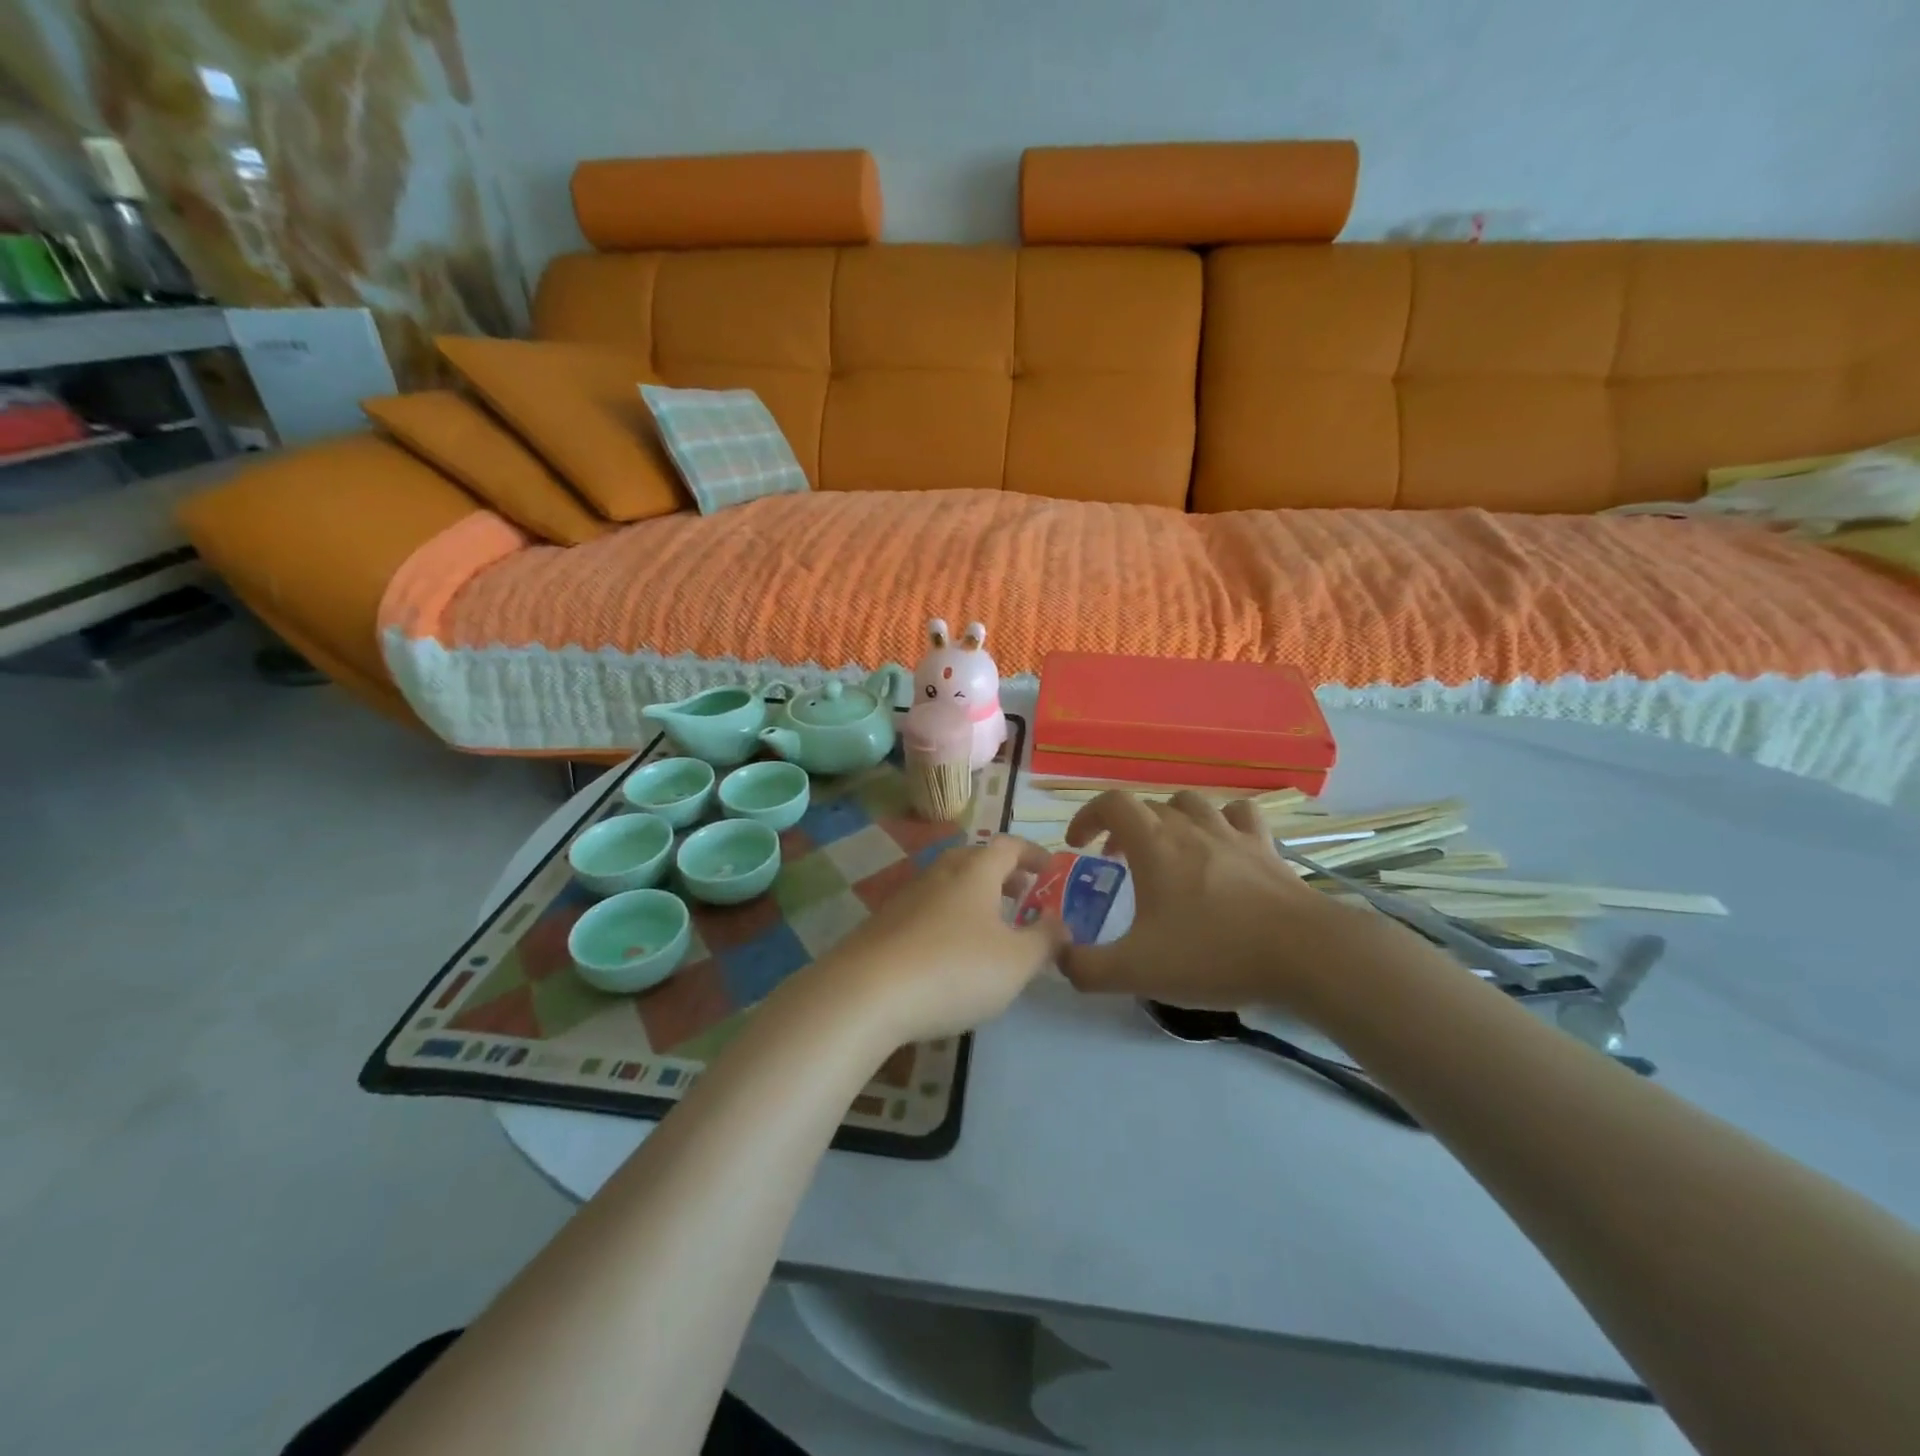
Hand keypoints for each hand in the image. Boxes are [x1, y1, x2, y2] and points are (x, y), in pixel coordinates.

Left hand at [816, 836, 1068, 1043]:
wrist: (866, 993)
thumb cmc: (954, 969)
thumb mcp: (1016, 962)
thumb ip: (1045, 940)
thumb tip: (1060, 923)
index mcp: (975, 872)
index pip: (1008, 846)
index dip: (1032, 854)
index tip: (1049, 868)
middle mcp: (939, 874)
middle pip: (974, 859)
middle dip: (1002, 874)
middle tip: (1020, 895)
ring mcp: (905, 897)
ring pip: (947, 884)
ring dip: (973, 897)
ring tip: (989, 926)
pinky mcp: (882, 925)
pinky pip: (925, 910)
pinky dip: (947, 919)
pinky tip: (948, 952)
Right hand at [1061, 791, 1404, 1015]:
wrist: (1304, 954)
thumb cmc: (1214, 952)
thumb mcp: (1137, 971)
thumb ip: (1087, 968)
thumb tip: (1060, 960)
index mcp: (1154, 844)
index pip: (1111, 804)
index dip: (1087, 817)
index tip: (1078, 845)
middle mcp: (1190, 827)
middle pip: (1148, 806)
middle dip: (1123, 828)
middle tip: (1117, 862)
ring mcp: (1233, 834)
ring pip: (1192, 804)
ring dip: (1170, 819)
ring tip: (1168, 849)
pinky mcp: (1267, 849)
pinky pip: (1240, 816)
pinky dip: (1223, 822)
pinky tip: (1223, 846)